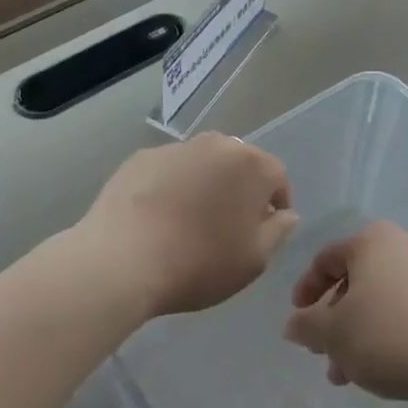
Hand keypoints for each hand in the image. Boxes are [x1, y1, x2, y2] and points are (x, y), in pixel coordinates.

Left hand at [77, 133, 298, 317]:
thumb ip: (278, 232)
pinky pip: (168, 171)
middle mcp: (217, 145)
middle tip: (228, 226)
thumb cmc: (199, 262)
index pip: (277, 177)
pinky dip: (170, 187)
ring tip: (189, 222)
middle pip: (239, 165)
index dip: (276, 204)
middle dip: (240, 190)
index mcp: (251, 165)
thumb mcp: (254, 260)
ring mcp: (176, 148)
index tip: (266, 230)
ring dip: (204, 186)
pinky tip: (157, 218)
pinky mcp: (140, 158)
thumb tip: (286, 214)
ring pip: (202, 164)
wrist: (122, 260)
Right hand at [282, 221, 407, 402]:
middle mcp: (402, 242)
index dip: (305, 291)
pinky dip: (389, 330)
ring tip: (351, 373)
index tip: (298, 321)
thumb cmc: (388, 334)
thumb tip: (293, 324)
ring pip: (381, 297)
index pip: (325, 260)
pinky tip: (384, 365)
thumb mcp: (334, 334)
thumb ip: (306, 326)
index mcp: (371, 240)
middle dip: (335, 320)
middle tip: (325, 355)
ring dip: (360, 331)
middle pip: (355, 280)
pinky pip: (407, 306)